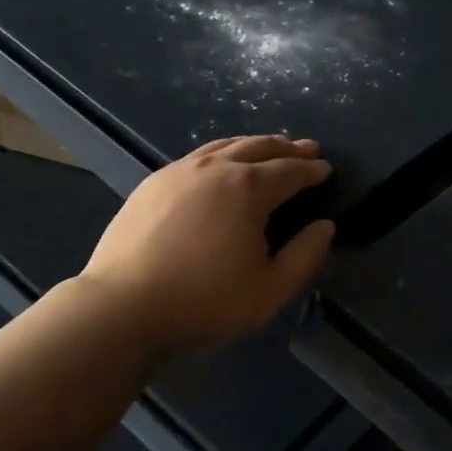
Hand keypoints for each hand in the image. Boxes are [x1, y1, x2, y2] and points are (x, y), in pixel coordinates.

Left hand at [77, 135, 334, 353]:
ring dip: (254, 144)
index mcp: (248, 189)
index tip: (327, 170)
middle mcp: (216, 168)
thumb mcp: (270, 289)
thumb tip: (325, 226)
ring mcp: (179, 171)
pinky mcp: (153, 182)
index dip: (312, 170)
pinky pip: (198, 156)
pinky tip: (220, 165)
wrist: (124, 306)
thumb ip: (305, 256)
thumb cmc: (205, 301)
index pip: (290, 171)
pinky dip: (222, 153)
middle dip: (288, 148)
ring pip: (225, 145)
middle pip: (259, 147)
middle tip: (307, 149)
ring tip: (269, 148)